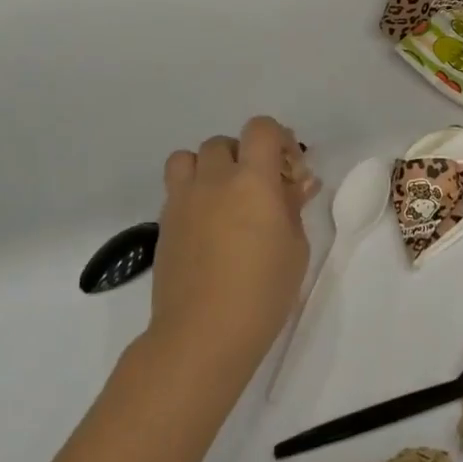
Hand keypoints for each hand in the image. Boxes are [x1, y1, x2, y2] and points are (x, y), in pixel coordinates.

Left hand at [148, 117, 312, 380]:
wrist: (204, 332)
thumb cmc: (264, 290)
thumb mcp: (295, 247)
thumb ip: (293, 207)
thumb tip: (298, 183)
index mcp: (252, 181)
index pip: (260, 129)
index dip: (278, 139)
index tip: (289, 169)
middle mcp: (213, 180)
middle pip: (224, 143)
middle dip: (245, 156)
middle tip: (261, 189)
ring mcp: (182, 201)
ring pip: (187, 158)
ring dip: (209, 168)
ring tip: (225, 198)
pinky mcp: (164, 224)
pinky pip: (176, 189)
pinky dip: (193, 194)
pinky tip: (210, 226)